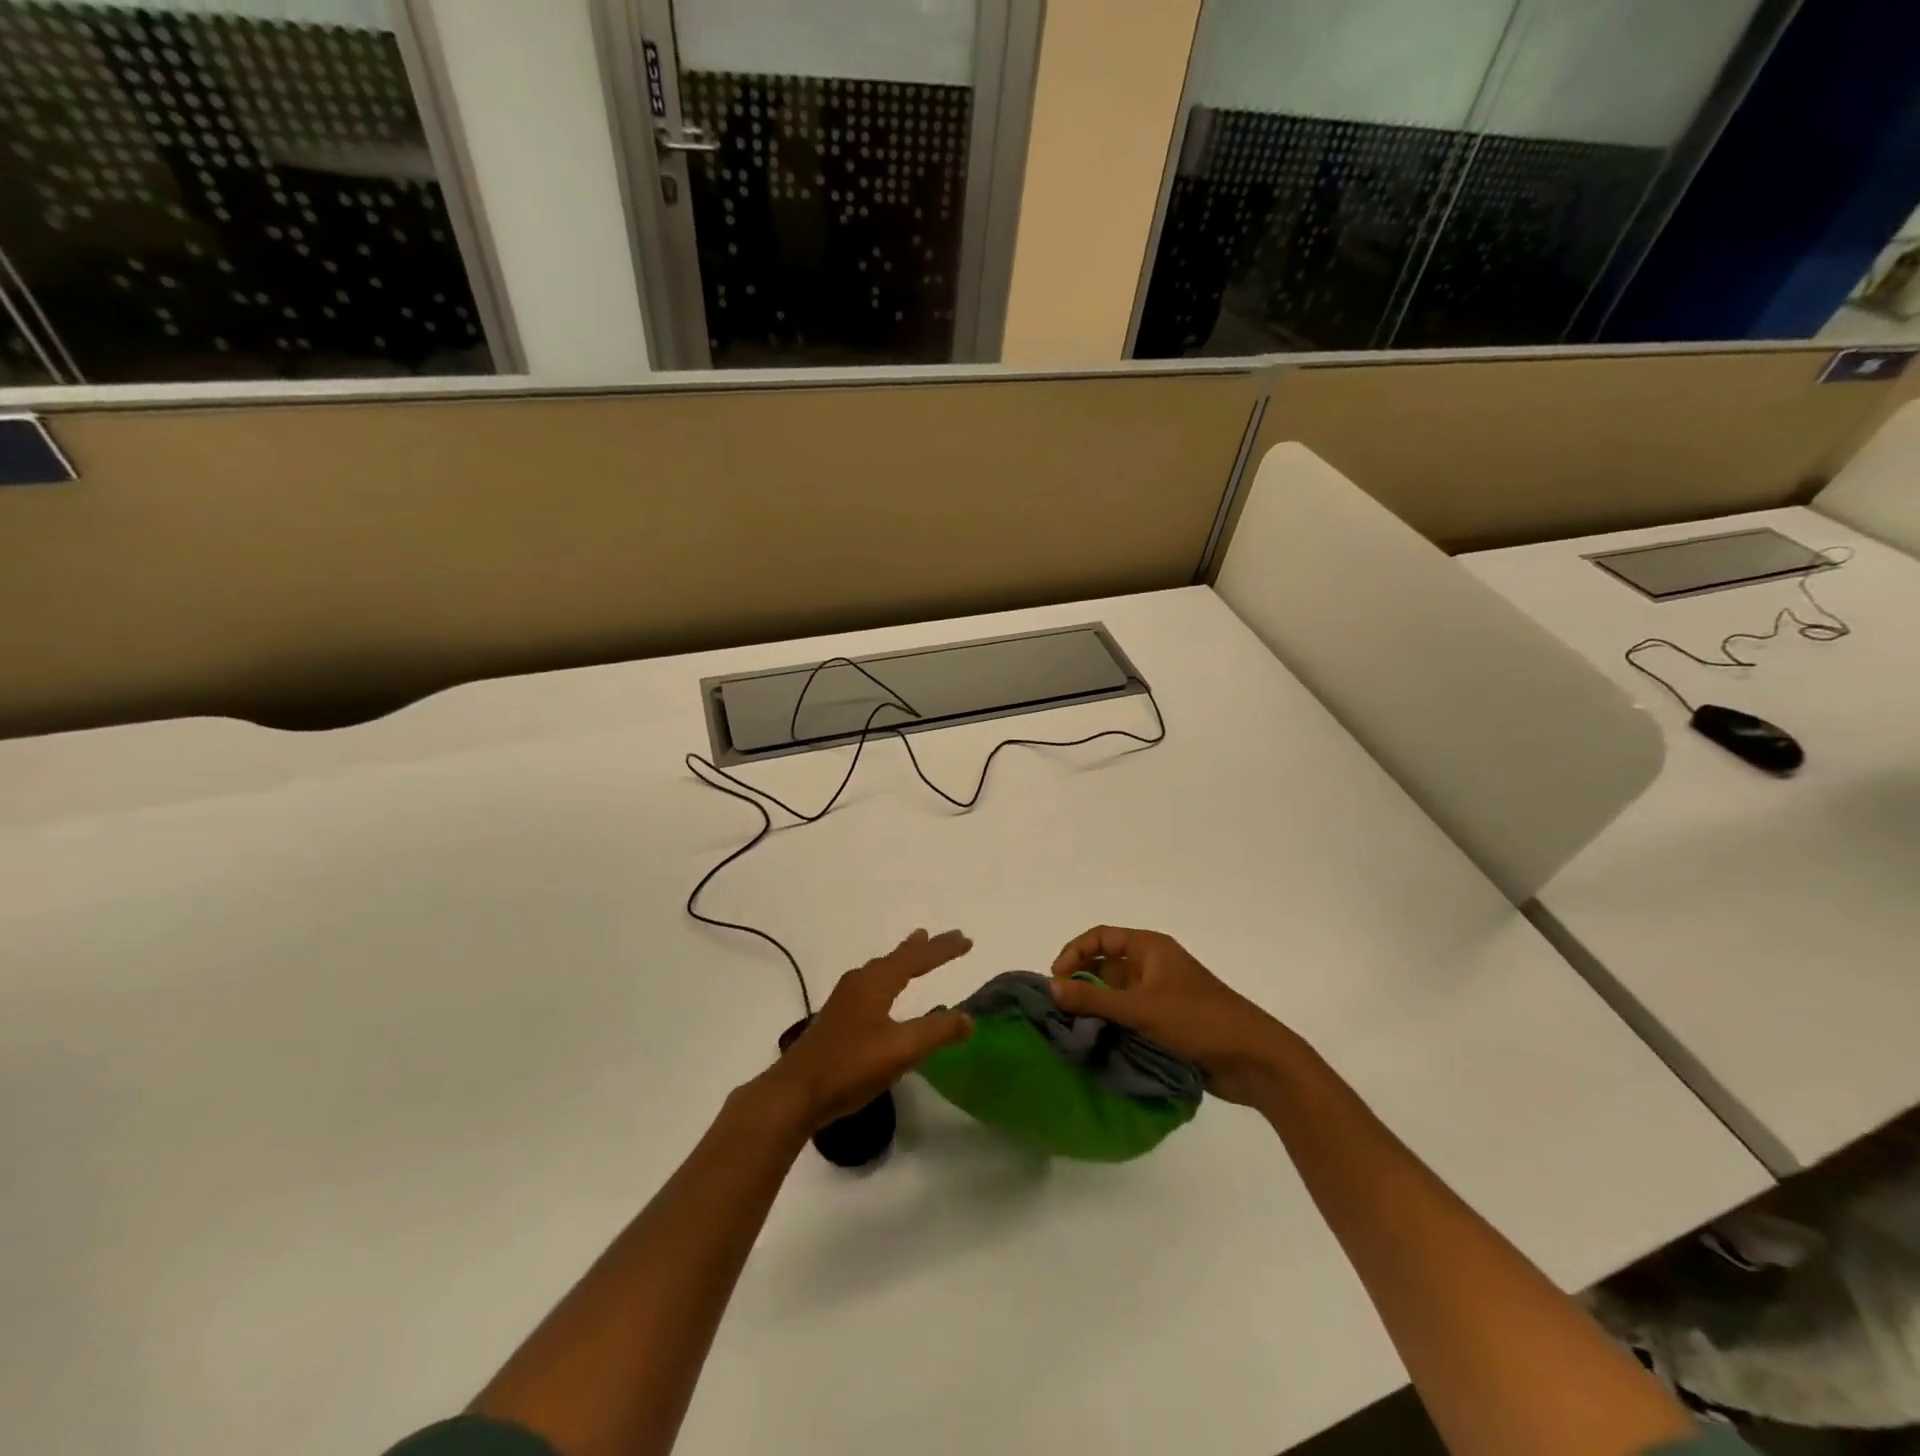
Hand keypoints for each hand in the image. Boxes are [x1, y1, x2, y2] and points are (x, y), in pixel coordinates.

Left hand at [756, 929, 975, 1132]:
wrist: (796, 1092)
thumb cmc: (851, 1066)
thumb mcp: (901, 1049)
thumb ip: (937, 1032)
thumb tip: (969, 1018)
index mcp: (876, 982)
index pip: (917, 958)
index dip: (943, 950)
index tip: (967, 940)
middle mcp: (860, 982)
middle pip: (898, 957)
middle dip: (925, 948)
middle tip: (947, 937)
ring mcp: (846, 998)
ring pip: (882, 969)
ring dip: (904, 959)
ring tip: (917, 949)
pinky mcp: (838, 1016)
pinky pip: (872, 983)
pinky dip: (890, 976)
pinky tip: (886, 990)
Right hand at [1050, 926, 1294, 1105]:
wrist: (1255, 1059)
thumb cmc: (1199, 1021)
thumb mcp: (1142, 1008)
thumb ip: (1094, 998)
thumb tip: (1050, 986)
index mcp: (1151, 948)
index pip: (1101, 937)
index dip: (1075, 952)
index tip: (1055, 979)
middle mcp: (1153, 966)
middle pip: (1106, 965)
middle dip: (1082, 983)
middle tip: (1059, 1009)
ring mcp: (1161, 996)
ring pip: (1116, 995)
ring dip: (1096, 1008)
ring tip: (1073, 1030)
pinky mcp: (1167, 1023)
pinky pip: (1130, 1017)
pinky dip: (1113, 1026)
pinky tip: (1097, 1044)